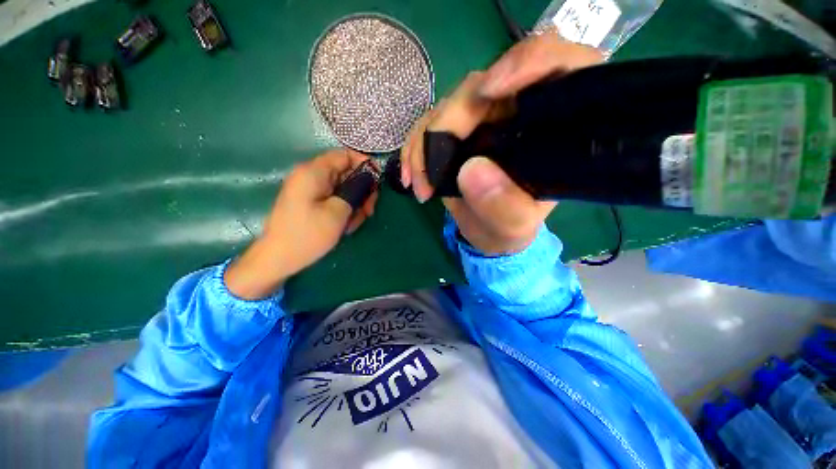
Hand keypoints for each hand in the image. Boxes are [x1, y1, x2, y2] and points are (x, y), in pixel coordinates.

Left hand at [226, 149, 377, 299]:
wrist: (278, 259)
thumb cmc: (307, 235)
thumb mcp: (338, 212)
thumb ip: (356, 191)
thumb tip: (368, 180)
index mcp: (314, 172)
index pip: (344, 155)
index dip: (364, 164)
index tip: (377, 182)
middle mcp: (311, 176)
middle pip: (346, 173)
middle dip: (362, 191)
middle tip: (369, 211)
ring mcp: (311, 190)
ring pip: (343, 189)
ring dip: (355, 204)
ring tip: (355, 223)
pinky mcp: (311, 202)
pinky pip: (335, 199)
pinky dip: (345, 210)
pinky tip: (346, 226)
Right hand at [401, 33, 602, 254]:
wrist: (486, 232)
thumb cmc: (509, 228)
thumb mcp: (514, 225)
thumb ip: (503, 205)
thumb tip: (470, 170)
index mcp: (549, 127)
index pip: (556, 67)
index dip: (527, 62)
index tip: (489, 90)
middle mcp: (516, 113)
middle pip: (482, 87)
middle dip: (448, 125)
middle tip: (430, 172)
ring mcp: (482, 120)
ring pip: (447, 106)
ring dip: (424, 144)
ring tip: (420, 186)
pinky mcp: (456, 131)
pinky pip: (427, 125)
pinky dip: (413, 149)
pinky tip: (409, 176)